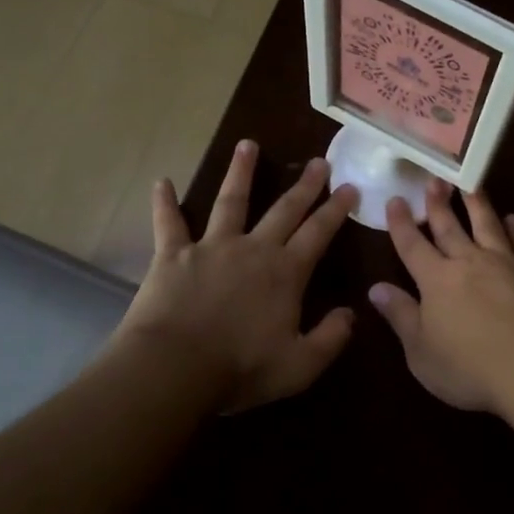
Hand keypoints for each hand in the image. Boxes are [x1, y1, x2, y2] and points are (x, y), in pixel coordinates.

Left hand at [115, 141, 357, 413]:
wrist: (174, 368)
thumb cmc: (240, 368)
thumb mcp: (300, 366)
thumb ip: (330, 338)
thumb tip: (352, 313)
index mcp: (286, 273)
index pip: (318, 233)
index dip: (336, 209)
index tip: (350, 187)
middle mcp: (254, 249)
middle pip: (284, 210)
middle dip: (304, 185)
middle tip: (318, 161)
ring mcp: (212, 247)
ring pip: (231, 202)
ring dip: (241, 173)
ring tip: (247, 145)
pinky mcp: (173, 255)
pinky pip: (169, 223)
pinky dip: (165, 202)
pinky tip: (162, 181)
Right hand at [368, 181, 513, 414]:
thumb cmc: (471, 367)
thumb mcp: (421, 352)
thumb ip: (400, 316)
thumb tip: (376, 288)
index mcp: (436, 281)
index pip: (412, 246)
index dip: (401, 223)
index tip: (396, 199)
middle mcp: (469, 262)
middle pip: (449, 227)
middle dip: (438, 203)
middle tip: (433, 178)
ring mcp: (506, 263)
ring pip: (488, 225)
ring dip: (477, 204)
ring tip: (470, 184)